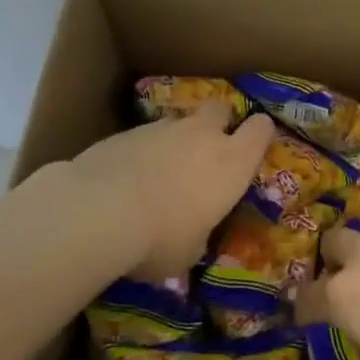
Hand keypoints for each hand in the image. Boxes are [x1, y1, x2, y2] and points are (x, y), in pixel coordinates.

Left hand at [65, 104, 274, 283]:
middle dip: (217, 123)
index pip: (261, 130)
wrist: (98, 211)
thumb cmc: (161, 238)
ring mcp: (162, 128)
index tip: (253, 146)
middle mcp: (202, 136)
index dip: (259, 134)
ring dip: (174, 143)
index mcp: (232, 162)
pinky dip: (141, 153)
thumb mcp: (191, 250)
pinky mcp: (125, 131)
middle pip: (220, 109)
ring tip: (158, 175)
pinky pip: (143, 138)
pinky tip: (125, 181)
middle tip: (207, 150)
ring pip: (178, 124)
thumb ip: (199, 231)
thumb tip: (190, 233)